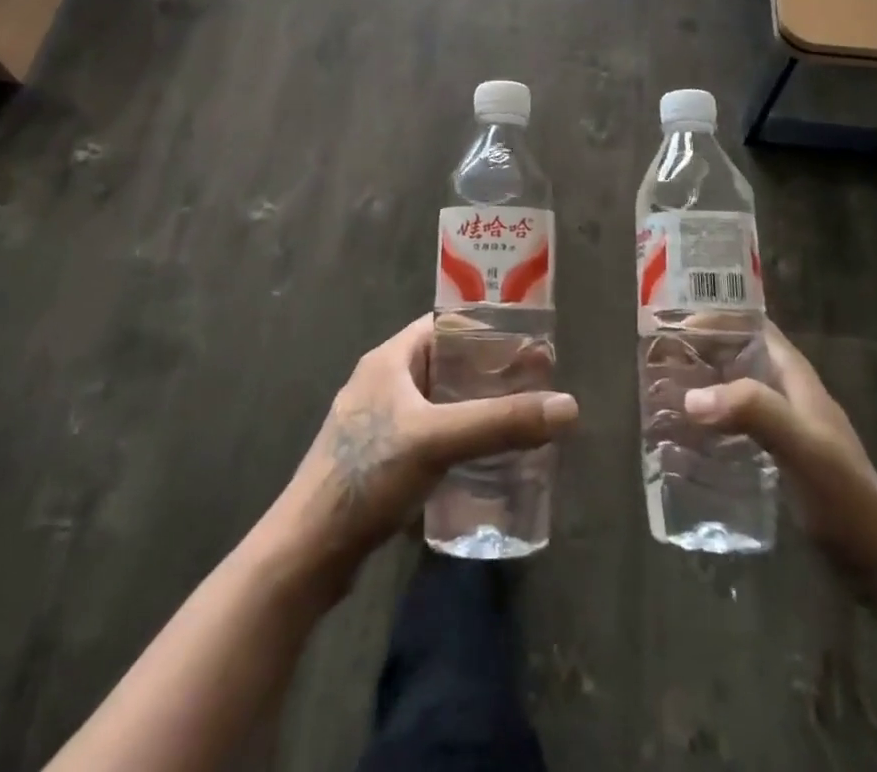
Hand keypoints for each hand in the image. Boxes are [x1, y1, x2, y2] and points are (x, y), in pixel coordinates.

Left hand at [270, 316, 577, 592]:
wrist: (307, 552)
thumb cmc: (367, 476)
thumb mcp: (437, 440)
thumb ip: (501, 422)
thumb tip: (568, 407)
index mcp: (390, 359)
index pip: (446, 325)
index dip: (487, 330)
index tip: (529, 345)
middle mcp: (384, 382)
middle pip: (447, 365)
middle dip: (489, 374)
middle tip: (535, 387)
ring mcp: (379, 423)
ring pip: (439, 403)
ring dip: (475, 409)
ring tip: (518, 422)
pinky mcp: (380, 460)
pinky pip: (430, 435)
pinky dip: (458, 439)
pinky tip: (484, 460)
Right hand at [683, 323, 876, 586]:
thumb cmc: (843, 494)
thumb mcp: (801, 445)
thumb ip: (753, 411)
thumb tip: (692, 397)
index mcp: (793, 375)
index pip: (751, 326)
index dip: (716, 317)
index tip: (673, 322)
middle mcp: (786, 392)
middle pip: (737, 355)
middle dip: (699, 352)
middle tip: (656, 360)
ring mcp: (782, 426)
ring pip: (733, 390)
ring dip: (702, 387)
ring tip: (661, 394)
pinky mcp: (776, 457)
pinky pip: (735, 425)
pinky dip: (710, 422)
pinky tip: (686, 438)